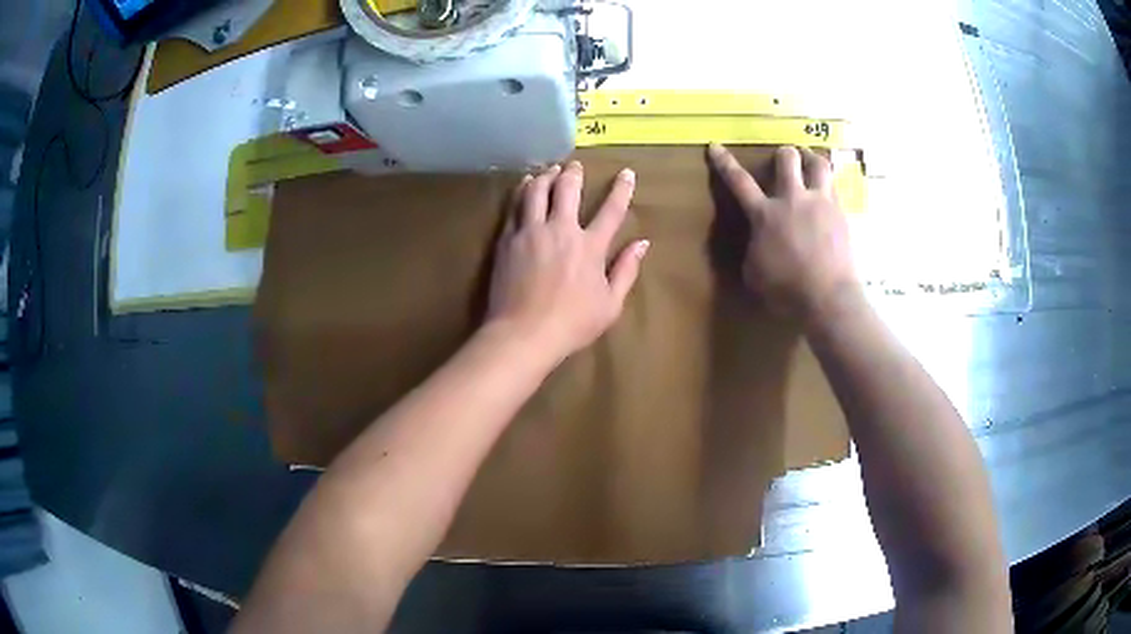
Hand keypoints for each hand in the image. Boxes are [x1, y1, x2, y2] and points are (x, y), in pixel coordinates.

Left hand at [486, 161, 648, 362]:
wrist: (522, 333)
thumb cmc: (572, 324)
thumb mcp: (611, 305)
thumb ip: (626, 270)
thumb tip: (642, 243)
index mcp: (590, 246)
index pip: (611, 210)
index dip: (621, 189)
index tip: (626, 173)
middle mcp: (561, 230)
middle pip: (567, 189)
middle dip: (573, 173)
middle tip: (575, 165)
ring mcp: (531, 232)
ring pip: (536, 191)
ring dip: (545, 176)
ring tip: (549, 170)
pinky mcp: (507, 240)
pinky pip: (514, 207)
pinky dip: (522, 191)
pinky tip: (523, 186)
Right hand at [708, 144, 859, 324]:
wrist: (828, 298)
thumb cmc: (786, 290)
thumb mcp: (755, 273)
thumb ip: (754, 247)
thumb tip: (758, 239)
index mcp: (765, 214)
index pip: (739, 181)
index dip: (725, 163)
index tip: (715, 146)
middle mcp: (793, 200)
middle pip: (787, 159)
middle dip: (784, 154)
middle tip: (784, 158)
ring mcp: (821, 203)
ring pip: (819, 164)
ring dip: (812, 158)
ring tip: (810, 160)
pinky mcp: (841, 214)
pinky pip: (835, 189)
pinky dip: (829, 186)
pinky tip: (828, 195)